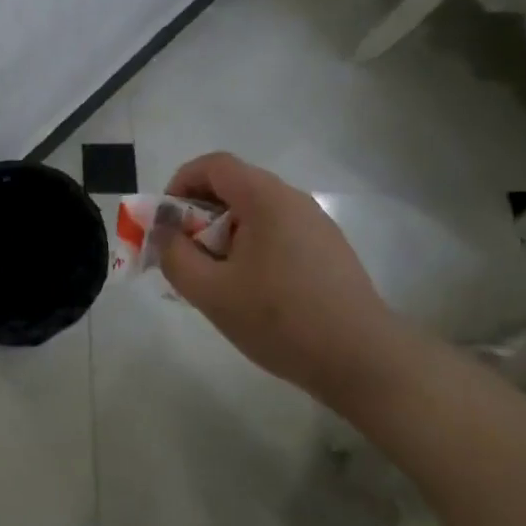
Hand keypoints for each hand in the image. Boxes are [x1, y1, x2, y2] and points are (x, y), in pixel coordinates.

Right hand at [159, 152, 402, 411]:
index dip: (181, 183)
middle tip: (187, 257)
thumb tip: (163, 232)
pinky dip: (253, 247)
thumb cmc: (281, 320)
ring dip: (226, 235)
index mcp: (266, 197)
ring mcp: (316, 223)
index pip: (214, 165)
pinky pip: (278, 232)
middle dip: (200, 215)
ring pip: (257, 212)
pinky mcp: (329, 249)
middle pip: (235, 187)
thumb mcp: (212, 293)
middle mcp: (293, 199)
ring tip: (218, 280)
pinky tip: (254, 292)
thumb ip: (175, 256)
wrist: (362, 360)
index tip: (166, 222)